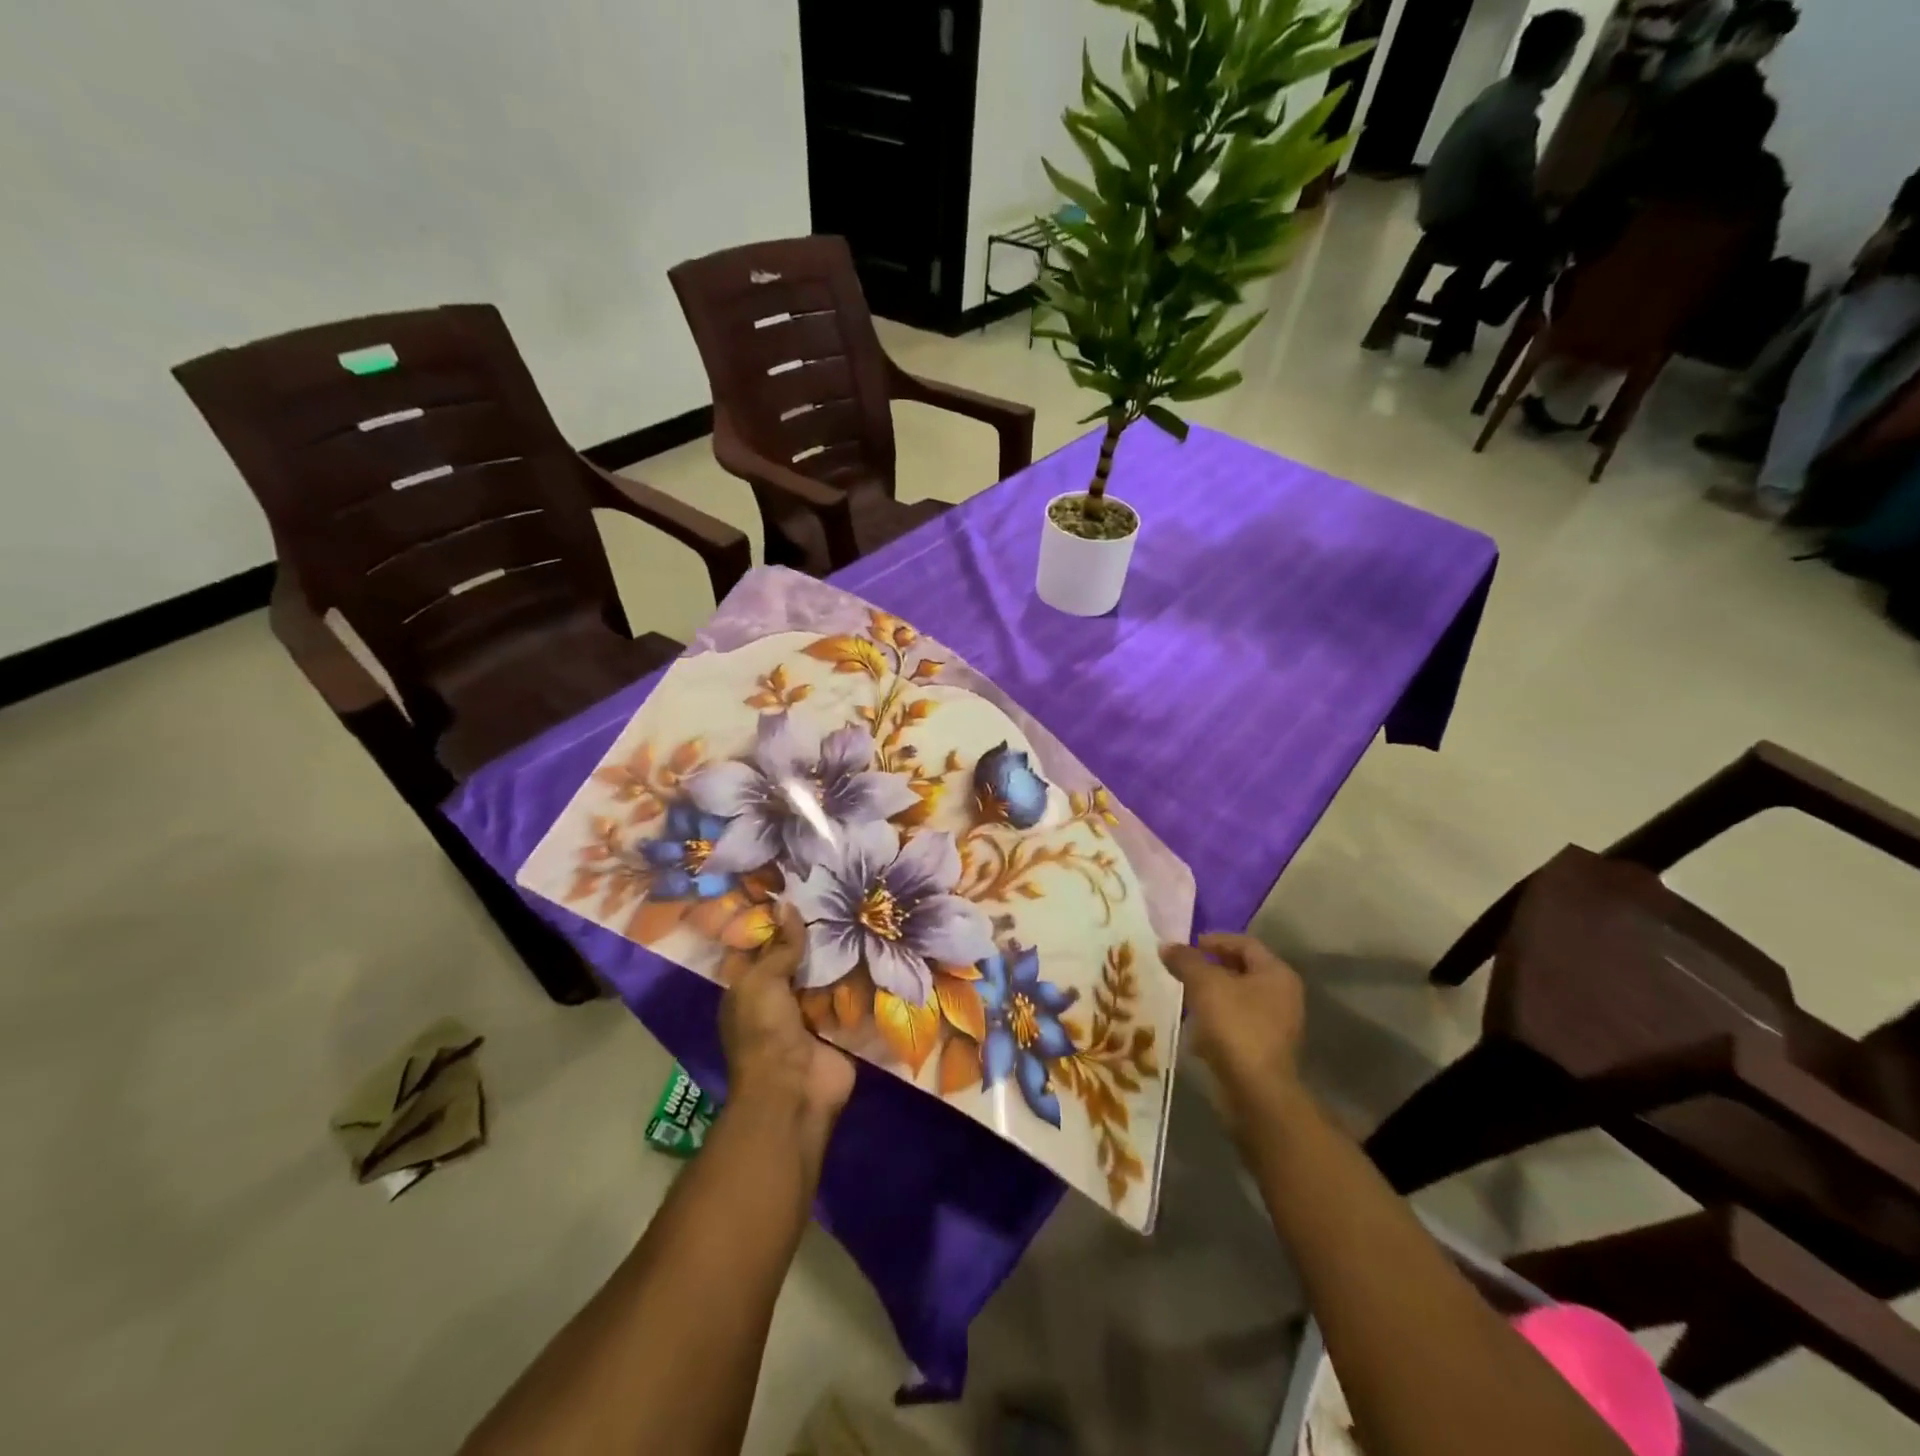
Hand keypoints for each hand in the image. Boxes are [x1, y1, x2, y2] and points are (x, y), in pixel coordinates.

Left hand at [720, 904, 854, 1143]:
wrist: (794, 1092)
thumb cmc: (765, 1032)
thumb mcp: (762, 982)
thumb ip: (780, 946)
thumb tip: (787, 903)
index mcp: (750, 989)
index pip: (764, 946)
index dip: (779, 921)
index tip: (802, 889)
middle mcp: (781, 999)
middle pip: (801, 960)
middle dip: (819, 935)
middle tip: (844, 896)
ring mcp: (812, 1015)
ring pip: (829, 976)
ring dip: (845, 955)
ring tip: (868, 914)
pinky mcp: (841, 1028)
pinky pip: (853, 998)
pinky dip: (865, 980)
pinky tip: (884, 948)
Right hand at [1161, 933, 1305, 1130]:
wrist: (1255, 1091)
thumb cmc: (1235, 1026)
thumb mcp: (1205, 984)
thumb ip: (1185, 960)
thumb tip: (1166, 946)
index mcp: (1276, 974)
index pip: (1245, 943)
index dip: (1214, 940)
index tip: (1186, 945)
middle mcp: (1283, 996)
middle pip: (1242, 970)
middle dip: (1210, 967)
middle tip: (1182, 968)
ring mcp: (1277, 1025)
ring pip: (1238, 998)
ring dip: (1211, 994)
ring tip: (1183, 994)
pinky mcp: (1265, 1049)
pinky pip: (1237, 1022)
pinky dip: (1216, 1018)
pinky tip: (1195, 1026)